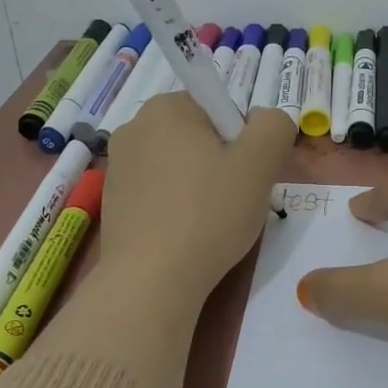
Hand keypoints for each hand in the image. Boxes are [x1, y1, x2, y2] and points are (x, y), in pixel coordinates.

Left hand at [101, 94, 296, 306]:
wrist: (152, 280)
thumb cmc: (209, 214)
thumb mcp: (260, 164)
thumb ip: (274, 126)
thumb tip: (266, 120)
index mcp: (167, 107)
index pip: (221, 109)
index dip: (243, 141)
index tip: (246, 176)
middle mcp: (135, 127)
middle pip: (199, 136)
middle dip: (222, 163)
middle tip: (235, 201)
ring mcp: (118, 165)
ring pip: (180, 165)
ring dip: (201, 186)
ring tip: (211, 223)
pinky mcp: (113, 200)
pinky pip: (159, 191)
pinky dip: (177, 205)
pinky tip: (186, 234)